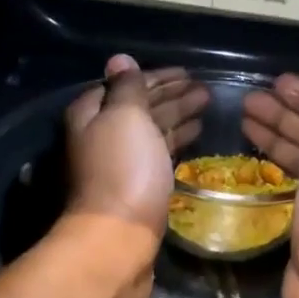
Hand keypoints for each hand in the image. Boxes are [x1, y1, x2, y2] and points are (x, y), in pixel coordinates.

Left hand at [63, 55, 207, 238]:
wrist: (119, 238)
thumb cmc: (123, 170)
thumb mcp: (124, 116)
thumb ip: (127, 87)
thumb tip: (120, 60)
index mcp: (91, 115)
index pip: (125, 84)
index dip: (156, 77)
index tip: (187, 72)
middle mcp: (101, 137)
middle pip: (139, 108)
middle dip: (171, 96)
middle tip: (204, 89)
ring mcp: (119, 165)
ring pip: (151, 132)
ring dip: (177, 117)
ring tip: (207, 106)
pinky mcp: (137, 189)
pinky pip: (158, 155)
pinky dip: (175, 142)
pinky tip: (194, 137)